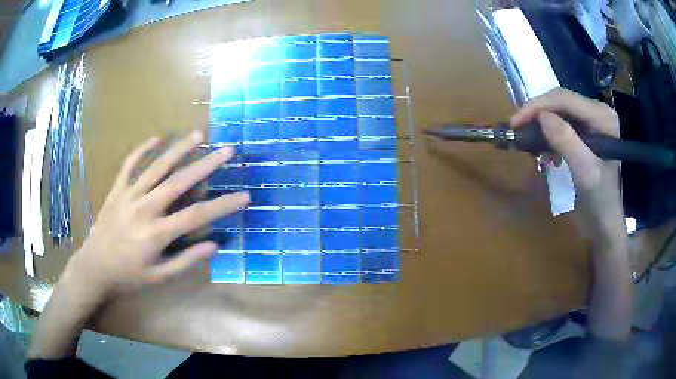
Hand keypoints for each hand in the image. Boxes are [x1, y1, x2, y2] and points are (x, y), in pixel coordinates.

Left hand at [66, 130, 248, 294]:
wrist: (95, 267)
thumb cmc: (129, 276)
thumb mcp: (159, 277)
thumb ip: (186, 261)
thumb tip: (214, 244)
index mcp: (156, 234)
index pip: (196, 216)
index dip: (222, 205)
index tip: (244, 196)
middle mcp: (144, 209)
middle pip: (179, 182)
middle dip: (206, 165)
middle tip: (227, 150)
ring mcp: (129, 195)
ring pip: (156, 167)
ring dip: (178, 150)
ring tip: (198, 135)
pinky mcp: (117, 189)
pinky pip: (129, 164)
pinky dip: (142, 149)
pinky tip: (156, 138)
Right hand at [510, 89, 623, 237]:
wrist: (603, 219)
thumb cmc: (598, 200)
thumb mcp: (584, 172)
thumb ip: (567, 142)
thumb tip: (541, 116)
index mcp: (602, 116)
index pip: (565, 99)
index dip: (538, 106)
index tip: (515, 123)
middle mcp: (596, 111)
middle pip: (560, 101)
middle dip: (537, 114)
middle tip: (516, 131)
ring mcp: (590, 119)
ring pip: (557, 110)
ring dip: (540, 126)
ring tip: (530, 146)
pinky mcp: (584, 130)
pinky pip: (559, 122)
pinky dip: (547, 135)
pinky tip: (544, 152)